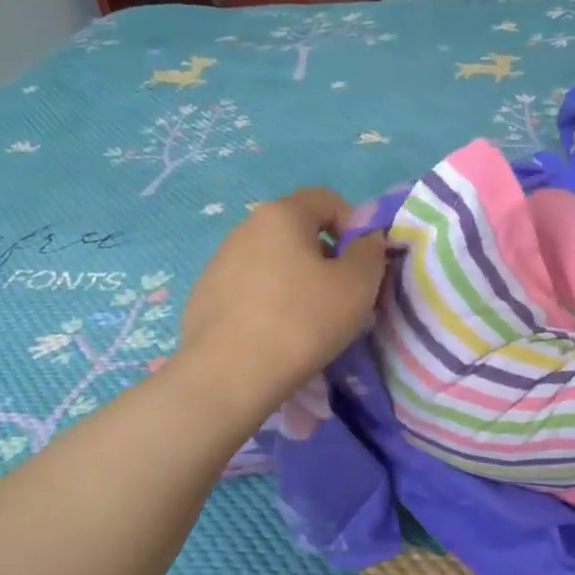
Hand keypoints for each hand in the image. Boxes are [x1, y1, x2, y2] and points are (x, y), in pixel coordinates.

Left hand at [177, 188, 386, 408]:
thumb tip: (366, 239)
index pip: (327, 200)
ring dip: (296, 282)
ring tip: (306, 324)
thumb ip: (370, 253)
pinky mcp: (205, 296)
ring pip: (273, 262)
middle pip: (298, 232)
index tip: (362, 267)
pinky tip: (274, 337)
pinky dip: (268, 304)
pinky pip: (249, 290)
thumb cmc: (302, 322)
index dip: (355, 226)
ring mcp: (219, 262)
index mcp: (282, 215)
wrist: (229, 374)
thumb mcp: (357, 287)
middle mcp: (245, 228)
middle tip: (340, 300)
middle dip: (325, 258)